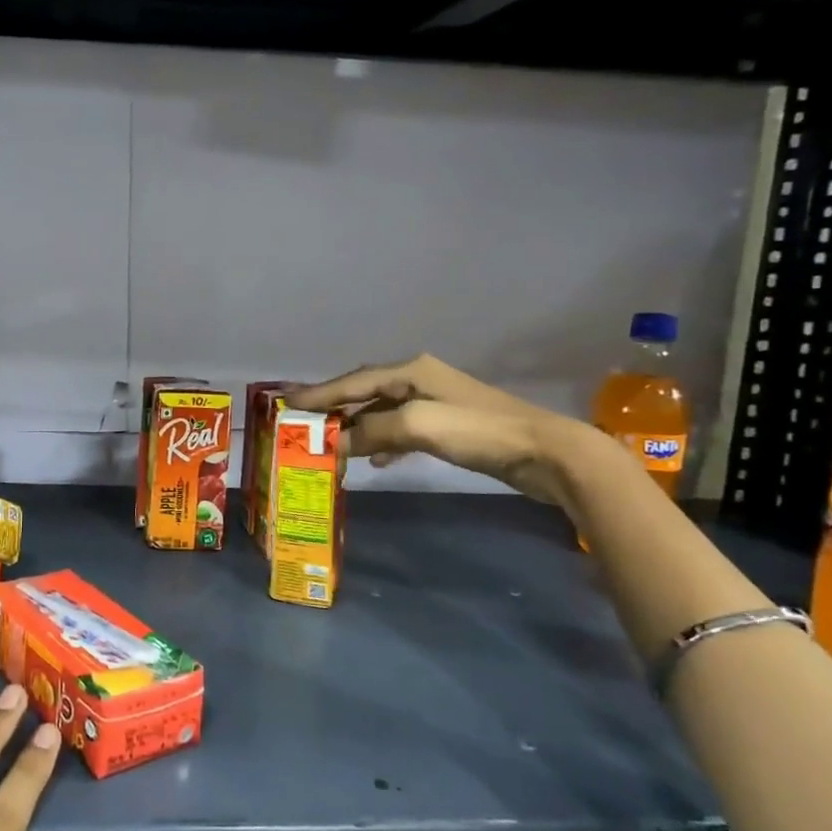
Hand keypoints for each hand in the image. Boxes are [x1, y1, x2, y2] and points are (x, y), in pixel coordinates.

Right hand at [286, 352, 599, 504]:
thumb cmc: (478, 431)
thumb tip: (338, 442)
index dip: (319, 393)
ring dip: (356, 428)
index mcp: (410, 370)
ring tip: (331, 446)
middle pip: (364, 392)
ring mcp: (434, 402)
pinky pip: (400, 430)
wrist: (545, 452)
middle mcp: (418, 379)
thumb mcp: (417, 426)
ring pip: (381, 412)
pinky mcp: (447, 426)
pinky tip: (374, 459)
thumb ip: (372, 430)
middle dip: (334, 408)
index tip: (286, 403)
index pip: (352, 380)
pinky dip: (382, 442)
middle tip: (303, 424)